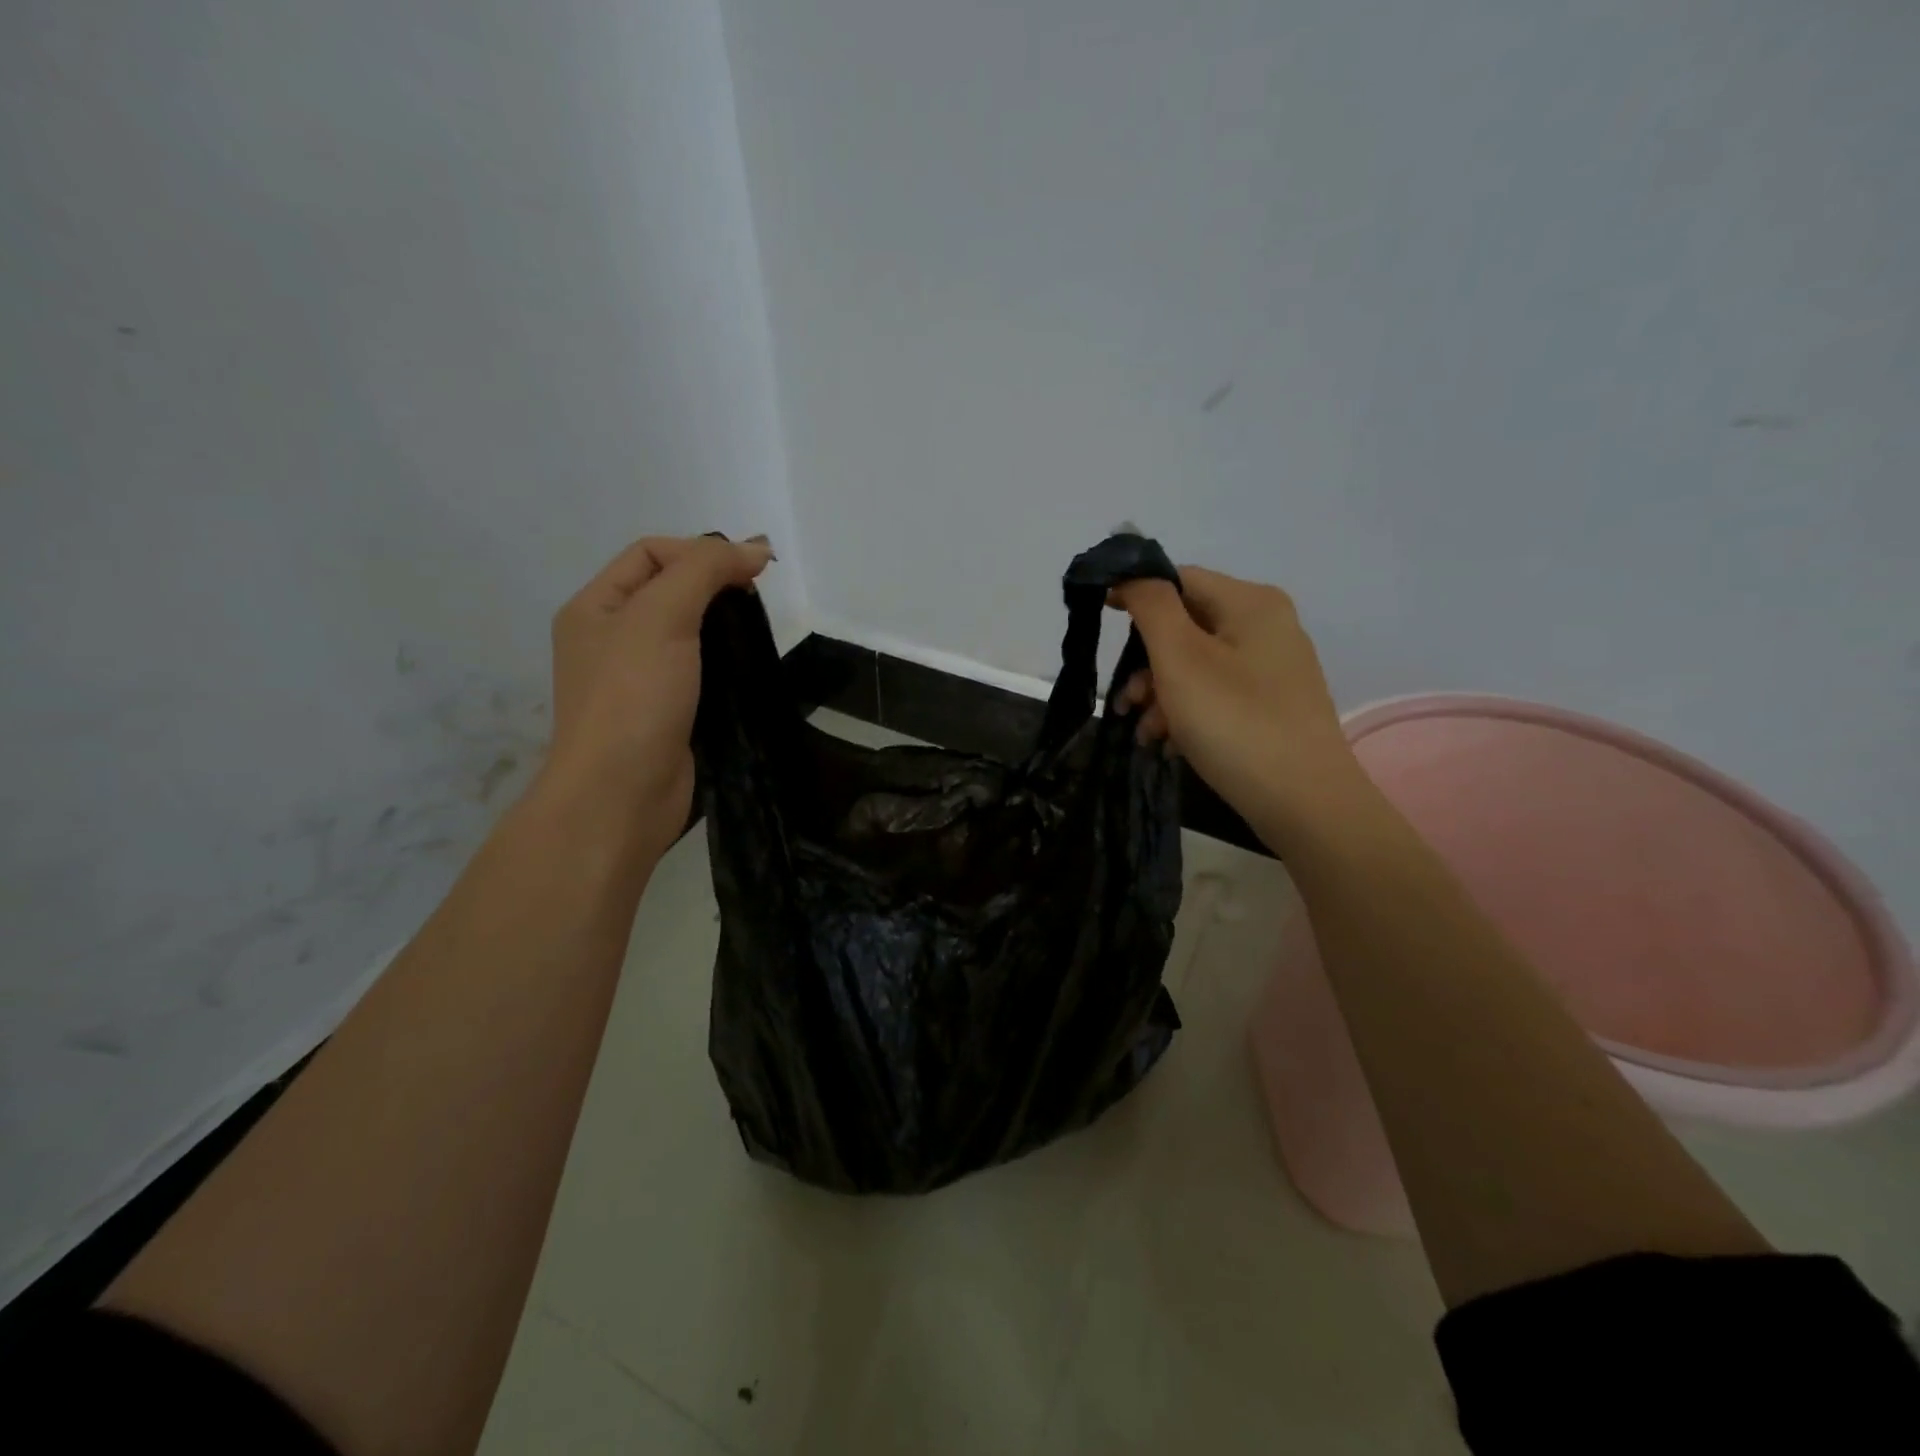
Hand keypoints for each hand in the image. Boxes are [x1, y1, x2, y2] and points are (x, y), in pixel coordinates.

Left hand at [539, 534, 771, 852]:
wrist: (622, 794)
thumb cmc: (633, 697)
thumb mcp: (661, 617)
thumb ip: (704, 571)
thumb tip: (755, 548)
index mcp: (595, 607)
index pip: (651, 554)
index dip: (700, 551)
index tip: (751, 572)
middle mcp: (611, 638)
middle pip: (669, 590)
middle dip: (715, 585)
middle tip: (757, 601)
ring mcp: (638, 679)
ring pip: (688, 633)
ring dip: (723, 626)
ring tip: (758, 632)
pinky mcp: (666, 712)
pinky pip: (699, 671)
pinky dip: (725, 663)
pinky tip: (750, 668)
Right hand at [1113, 566, 1361, 842]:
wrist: (1305, 804)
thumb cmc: (1235, 722)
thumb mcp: (1180, 659)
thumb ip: (1150, 606)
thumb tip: (1131, 573)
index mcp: (1251, 603)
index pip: (1180, 578)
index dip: (1135, 594)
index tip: (1100, 620)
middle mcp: (1268, 626)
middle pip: (1186, 626)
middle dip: (1146, 662)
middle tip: (1124, 701)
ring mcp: (1274, 669)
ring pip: (1197, 665)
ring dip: (1160, 694)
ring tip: (1145, 732)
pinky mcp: (1273, 706)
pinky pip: (1217, 694)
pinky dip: (1187, 713)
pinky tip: (1170, 744)